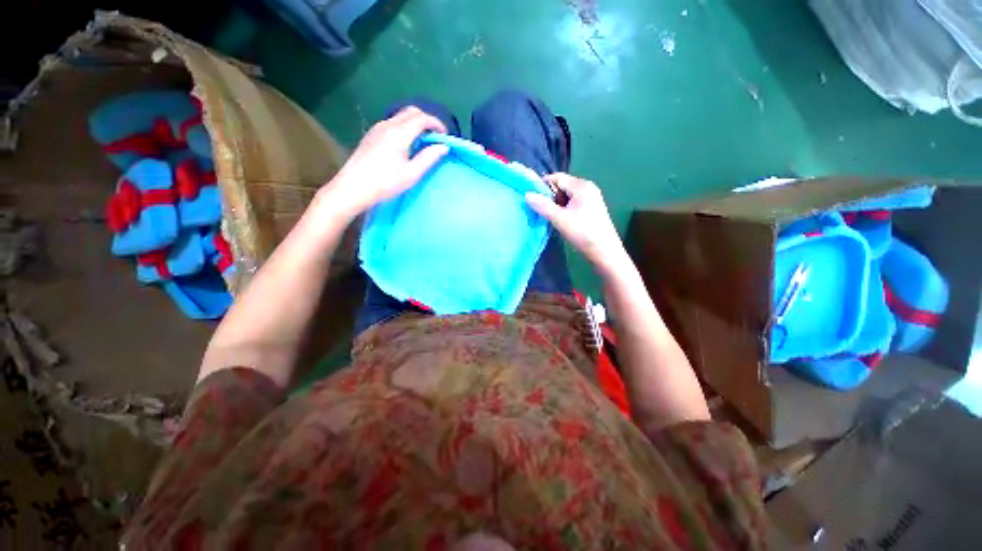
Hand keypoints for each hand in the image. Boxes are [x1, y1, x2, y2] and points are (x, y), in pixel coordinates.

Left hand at [322, 106, 448, 217]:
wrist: (353, 187)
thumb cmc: (385, 183)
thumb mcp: (412, 174)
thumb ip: (429, 158)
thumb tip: (443, 146)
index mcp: (399, 133)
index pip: (422, 118)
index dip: (437, 124)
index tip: (446, 136)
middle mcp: (388, 124)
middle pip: (411, 112)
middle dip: (427, 120)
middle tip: (436, 137)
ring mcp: (377, 128)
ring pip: (401, 116)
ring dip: (415, 123)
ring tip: (424, 141)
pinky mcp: (372, 134)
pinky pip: (393, 123)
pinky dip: (405, 127)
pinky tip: (407, 144)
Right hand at [525, 173, 627, 271]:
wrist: (604, 251)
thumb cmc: (582, 232)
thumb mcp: (560, 219)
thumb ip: (543, 206)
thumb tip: (527, 195)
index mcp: (582, 186)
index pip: (558, 177)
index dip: (543, 185)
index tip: (532, 198)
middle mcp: (588, 188)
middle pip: (563, 186)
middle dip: (550, 196)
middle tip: (541, 210)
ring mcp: (591, 198)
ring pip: (567, 196)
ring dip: (556, 204)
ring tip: (550, 217)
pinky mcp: (592, 208)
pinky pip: (573, 203)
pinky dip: (564, 209)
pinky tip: (561, 220)